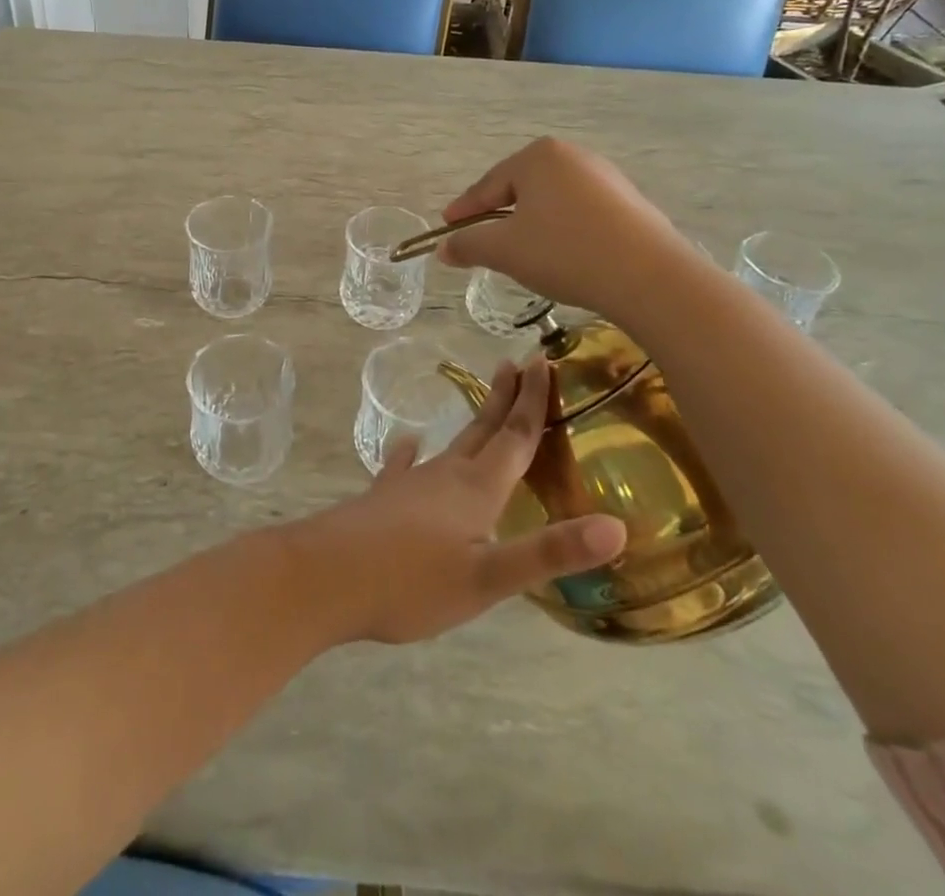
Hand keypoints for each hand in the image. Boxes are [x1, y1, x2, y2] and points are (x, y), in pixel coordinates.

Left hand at [287, 358, 626, 644]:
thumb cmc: (411, 582)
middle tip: (519, 362)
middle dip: (505, 398)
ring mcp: (410, 485)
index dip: (533, 401)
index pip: (515, 437)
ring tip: (484, 404)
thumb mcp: (488, 578)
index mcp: (476, 489)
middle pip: (484, 430)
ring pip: (451, 445)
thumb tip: (618, 526)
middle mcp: (445, 476)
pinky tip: (407, 443)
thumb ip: (549, 552)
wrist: (325, 576)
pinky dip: (411, 453)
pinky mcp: (384, 499)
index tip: (544, 362)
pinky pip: (404, 467)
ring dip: (474, 423)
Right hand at [434, 137, 683, 322]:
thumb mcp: (504, 250)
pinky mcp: (629, 202)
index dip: (464, 209)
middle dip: (499, 214)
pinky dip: (562, 230)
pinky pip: (580, 213)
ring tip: (521, 252)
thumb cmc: (565, 251)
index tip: (447, 227)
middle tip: (482, 240)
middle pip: (520, 188)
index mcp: (538, 157)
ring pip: (551, 201)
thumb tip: (444, 249)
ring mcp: (605, 177)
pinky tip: (562, 255)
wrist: (648, 276)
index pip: (488, 184)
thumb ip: (468, 244)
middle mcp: (572, 156)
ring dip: (531, 224)